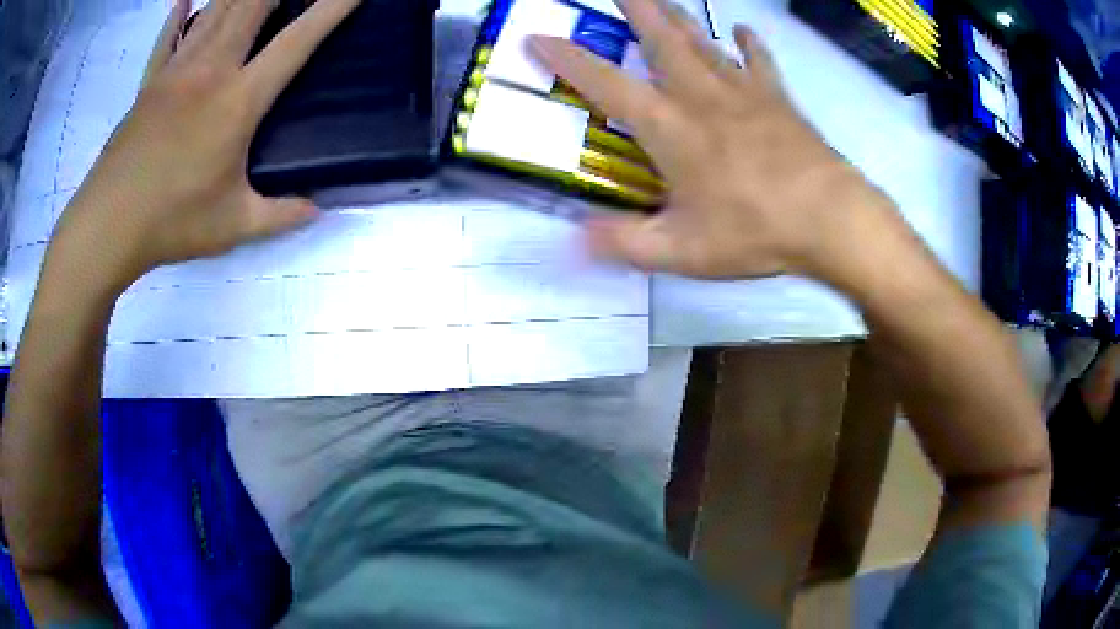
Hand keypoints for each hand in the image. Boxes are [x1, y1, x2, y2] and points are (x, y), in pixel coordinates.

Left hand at [49, 0, 360, 293]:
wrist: (106, 227)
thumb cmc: (170, 223)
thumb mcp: (234, 226)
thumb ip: (281, 215)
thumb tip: (318, 210)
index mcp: (238, 101)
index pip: (297, 42)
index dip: (332, 9)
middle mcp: (210, 71)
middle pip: (251, 6)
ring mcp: (175, 72)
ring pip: (213, 12)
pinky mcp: (148, 85)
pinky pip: (166, 38)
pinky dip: (176, 15)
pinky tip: (184, 0)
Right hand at [529, 0, 891, 280]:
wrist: (831, 219)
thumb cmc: (756, 232)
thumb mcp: (683, 252)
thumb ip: (626, 243)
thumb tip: (574, 238)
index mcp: (671, 129)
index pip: (607, 85)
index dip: (568, 61)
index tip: (538, 37)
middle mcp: (701, 97)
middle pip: (661, 41)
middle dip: (634, 10)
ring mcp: (744, 93)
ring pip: (703, 43)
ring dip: (678, 18)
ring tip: (660, 1)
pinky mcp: (778, 100)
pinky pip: (761, 62)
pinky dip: (751, 44)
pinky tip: (743, 30)